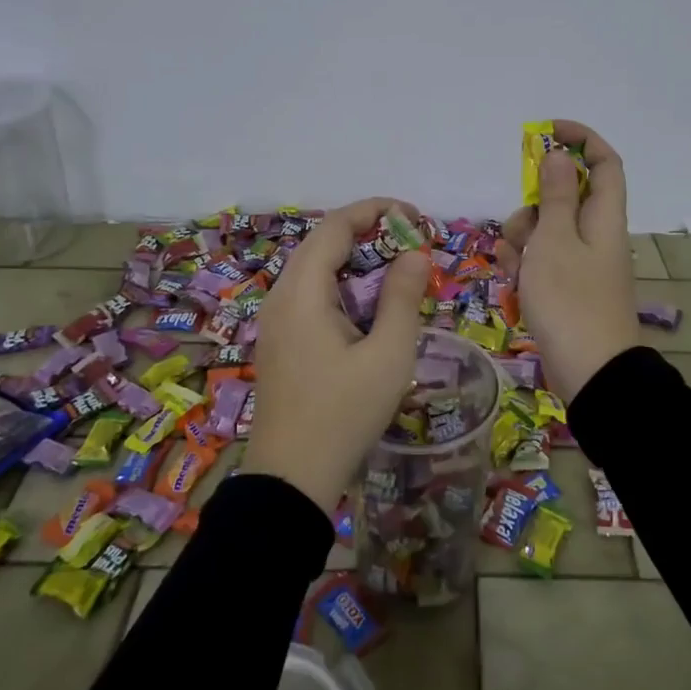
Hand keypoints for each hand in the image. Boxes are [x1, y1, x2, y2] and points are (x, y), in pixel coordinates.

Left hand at [244, 197, 428, 514]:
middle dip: (368, 233)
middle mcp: (281, 296)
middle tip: (412, 240)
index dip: (374, 211)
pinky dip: (342, 285)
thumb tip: (415, 252)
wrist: (291, 478)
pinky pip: (310, 294)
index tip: (414, 216)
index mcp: (302, 292)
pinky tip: (368, 304)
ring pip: (315, 270)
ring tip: (397, 267)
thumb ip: (402, 297)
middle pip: (322, 243)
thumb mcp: (388, 355)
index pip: (335, 227)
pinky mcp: (279, 340)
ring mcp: (276, 320)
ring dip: (355, 260)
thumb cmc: (344, 414)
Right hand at [496, 120, 640, 402]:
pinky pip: (542, 262)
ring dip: (522, 241)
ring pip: (546, 231)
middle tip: (521, 229)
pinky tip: (514, 285)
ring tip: (515, 269)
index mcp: (604, 217)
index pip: (603, 162)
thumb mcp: (554, 241)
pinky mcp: (567, 289)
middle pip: (564, 198)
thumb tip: (559, 155)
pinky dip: (525, 267)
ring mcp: (581, 264)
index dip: (580, 140)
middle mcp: (596, 235)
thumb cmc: (570, 300)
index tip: (545, 134)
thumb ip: (554, 195)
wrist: (590, 374)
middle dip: (533, 206)